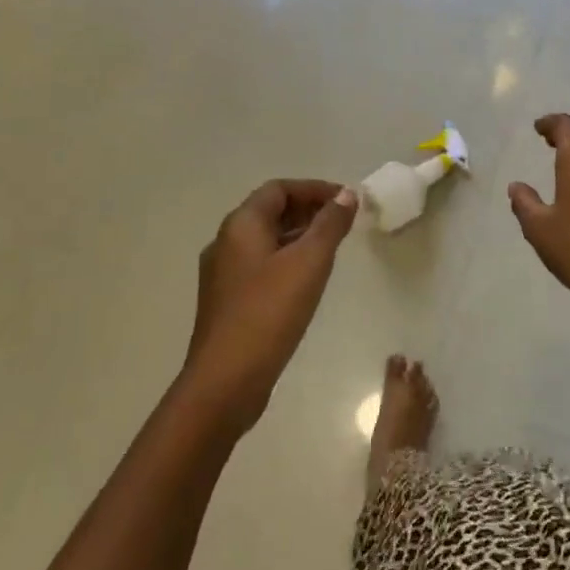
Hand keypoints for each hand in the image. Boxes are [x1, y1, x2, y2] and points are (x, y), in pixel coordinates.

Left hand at [184, 180, 357, 434]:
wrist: (225, 381)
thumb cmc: (268, 313)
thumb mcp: (308, 263)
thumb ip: (330, 225)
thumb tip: (347, 195)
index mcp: (240, 225)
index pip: (278, 189)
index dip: (314, 189)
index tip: (346, 200)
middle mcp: (226, 242)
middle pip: (270, 211)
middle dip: (308, 210)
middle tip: (343, 222)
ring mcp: (223, 274)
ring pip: (265, 240)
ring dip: (298, 236)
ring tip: (332, 248)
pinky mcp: (227, 301)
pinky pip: (261, 265)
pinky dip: (287, 260)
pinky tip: (308, 280)